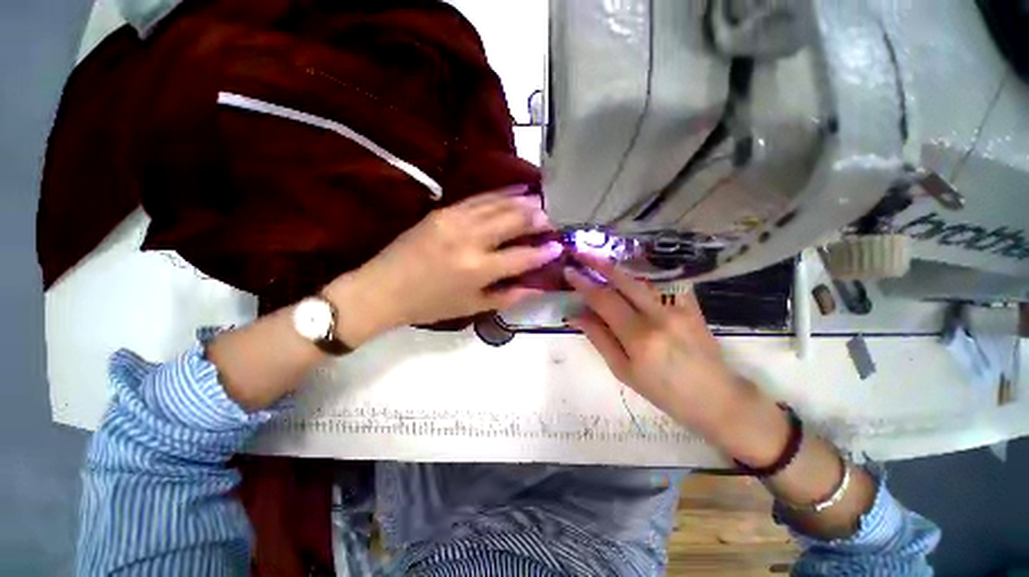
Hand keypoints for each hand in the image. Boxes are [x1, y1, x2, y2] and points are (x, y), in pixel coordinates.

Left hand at [327, 188, 562, 337]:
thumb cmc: (430, 304)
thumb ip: (508, 296)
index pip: (522, 257)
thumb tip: (537, 288)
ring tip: (541, 202)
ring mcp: (456, 220)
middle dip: (538, 219)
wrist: (384, 288)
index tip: (559, 246)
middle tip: (553, 220)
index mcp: (478, 269)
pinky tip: (516, 189)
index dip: (544, 252)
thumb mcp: (472, 307)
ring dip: (523, 202)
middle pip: (514, 221)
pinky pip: (479, 197)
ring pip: (499, 204)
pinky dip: (501, 193)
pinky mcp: (444, 210)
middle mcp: (471, 239)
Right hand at [563, 253, 768, 444]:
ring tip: (599, 259)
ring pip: (642, 279)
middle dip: (598, 264)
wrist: (715, 397)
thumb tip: (575, 315)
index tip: (569, 271)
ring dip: (617, 267)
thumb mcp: (623, 371)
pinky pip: (664, 282)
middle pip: (623, 281)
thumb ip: (599, 338)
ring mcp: (679, 307)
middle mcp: (659, 316)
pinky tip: (632, 269)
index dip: (583, 284)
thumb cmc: (663, 392)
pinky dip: (644, 274)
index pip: (604, 300)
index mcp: (638, 337)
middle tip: (581, 253)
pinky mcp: (691, 305)